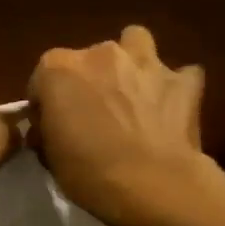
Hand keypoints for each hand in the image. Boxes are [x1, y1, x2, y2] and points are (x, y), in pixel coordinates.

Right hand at [29, 25, 210, 225]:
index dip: (46, 103)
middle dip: (90, 80)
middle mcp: (100, 54)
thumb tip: (48, 127)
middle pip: (88, 58)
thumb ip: (47, 130)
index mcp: (58, 69)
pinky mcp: (182, 81)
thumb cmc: (88, 172)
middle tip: (95, 114)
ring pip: (136, 41)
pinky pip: (181, 75)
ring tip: (132, 91)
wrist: (152, 184)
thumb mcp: (50, 157)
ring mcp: (145, 63)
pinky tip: (171, 108)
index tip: (53, 127)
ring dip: (132, 62)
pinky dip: (175, 88)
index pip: (42, 78)